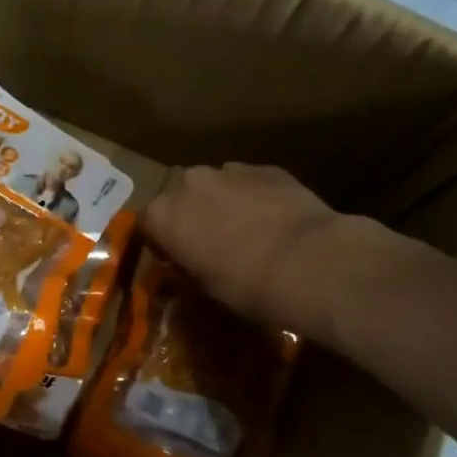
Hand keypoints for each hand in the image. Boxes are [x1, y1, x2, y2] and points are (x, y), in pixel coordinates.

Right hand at [142, 164, 342, 327]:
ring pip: (215, 185)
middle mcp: (189, 183)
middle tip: (209, 243)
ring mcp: (229, 170)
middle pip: (179, 197)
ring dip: (221, 203)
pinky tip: (273, 220)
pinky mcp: (266, 168)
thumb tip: (186, 269)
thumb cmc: (246, 285)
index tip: (175, 260)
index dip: (160, 243)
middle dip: (190, 216)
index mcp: (164, 215)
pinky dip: (253, 197)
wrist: (309, 261)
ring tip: (245, 230)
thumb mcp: (206, 289)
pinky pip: (248, 182)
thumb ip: (188, 270)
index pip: (146, 225)